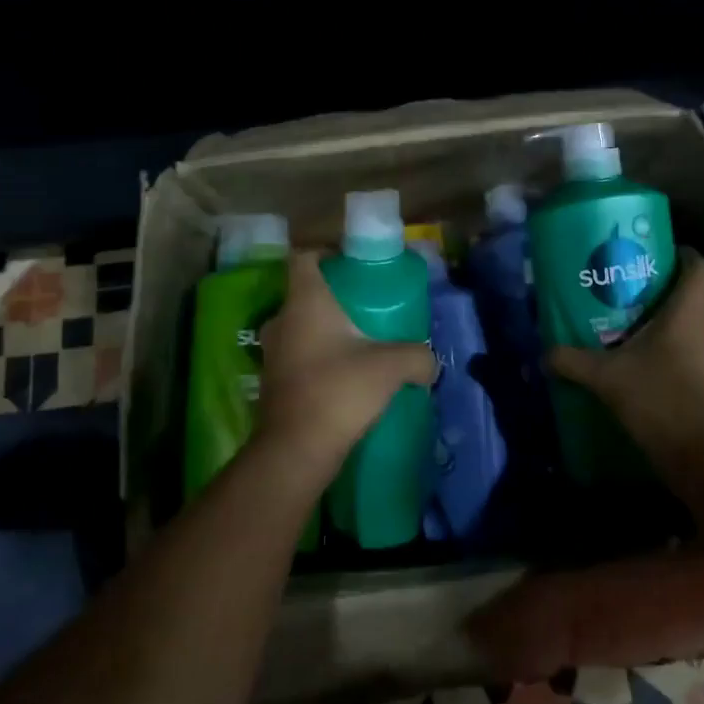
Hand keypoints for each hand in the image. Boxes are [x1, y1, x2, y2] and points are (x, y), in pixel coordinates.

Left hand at [256, 251, 436, 468]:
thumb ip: (417, 356)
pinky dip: (318, 358)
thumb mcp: (391, 367)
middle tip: (366, 307)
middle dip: (334, 297)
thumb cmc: (339, 391)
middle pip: (304, 293)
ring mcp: (273, 352)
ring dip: (325, 331)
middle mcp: (282, 320)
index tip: (352, 263)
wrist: (296, 450)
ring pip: (300, 327)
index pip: (303, 257)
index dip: (325, 253)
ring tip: (359, 342)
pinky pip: (298, 356)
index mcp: (305, 302)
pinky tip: (345, 375)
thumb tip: (431, 362)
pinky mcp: (273, 382)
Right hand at [545, 250, 703, 474]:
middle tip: (625, 281)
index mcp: (691, 308)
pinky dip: (668, 340)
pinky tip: (635, 351)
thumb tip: (543, 353)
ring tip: (624, 313)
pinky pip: (690, 343)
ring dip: (665, 313)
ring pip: (692, 318)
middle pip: (694, 289)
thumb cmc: (661, 398)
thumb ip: (573, 360)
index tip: (648, 253)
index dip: (679, 253)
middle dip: (662, 282)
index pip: (699, 264)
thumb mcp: (607, 376)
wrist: (702, 455)